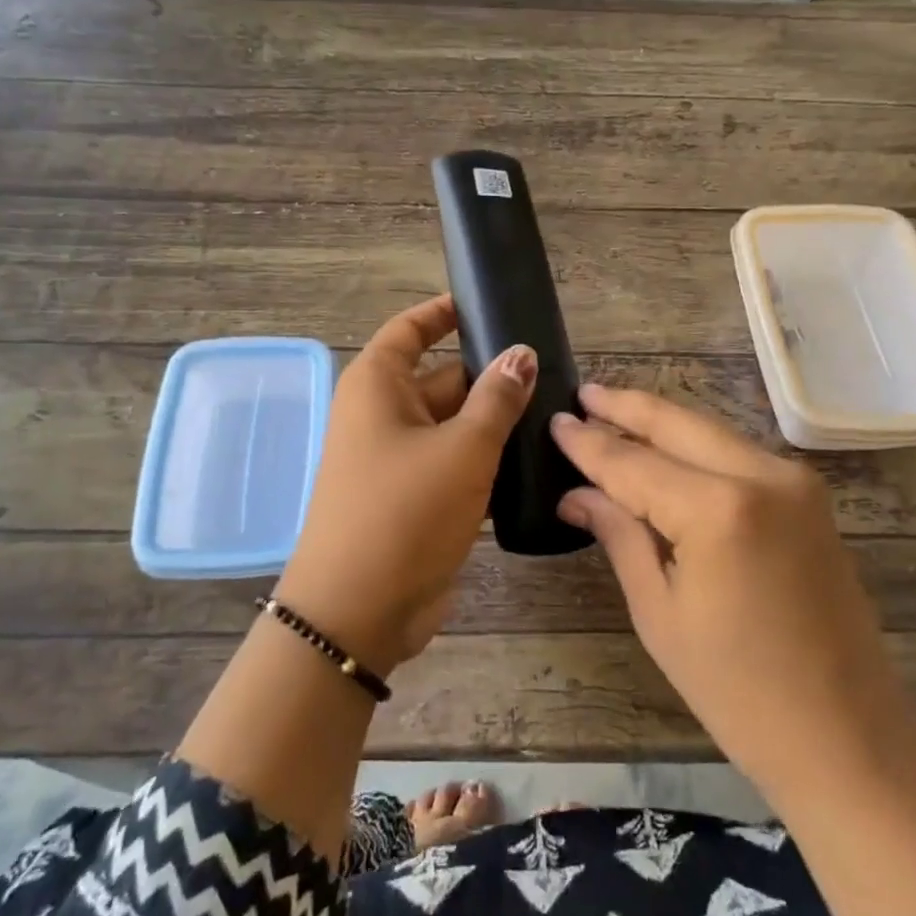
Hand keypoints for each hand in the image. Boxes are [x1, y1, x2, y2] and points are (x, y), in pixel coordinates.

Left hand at [275, 294, 535, 673]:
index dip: (446, 313)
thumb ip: (496, 398)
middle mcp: (384, 415)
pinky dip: (487, 460)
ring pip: (454, 425)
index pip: (411, 330)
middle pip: (442, 377)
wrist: (359, 612)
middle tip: (553, 370)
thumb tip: (521, 354)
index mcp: (378, 387)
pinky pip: (455, 464)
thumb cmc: (404, 512)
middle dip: (491, 375)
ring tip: (556, 411)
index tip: (490, 304)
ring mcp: (398, 460)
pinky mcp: (415, 498)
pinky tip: (535, 460)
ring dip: (495, 422)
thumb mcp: (462, 448)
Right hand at [551, 384, 915, 806]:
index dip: (588, 442)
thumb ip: (620, 535)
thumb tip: (576, 494)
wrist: (849, 737)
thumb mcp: (660, 612)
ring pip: (710, 432)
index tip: (554, 420)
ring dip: (661, 421)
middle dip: (626, 406)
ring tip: (612, 411)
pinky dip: (695, 446)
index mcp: (718, 509)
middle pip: (677, 423)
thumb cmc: (738, 691)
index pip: (633, 462)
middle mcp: (761, 475)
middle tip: (582, 393)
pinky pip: (736, 454)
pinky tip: (664, 447)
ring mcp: (793, 481)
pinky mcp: (809, 497)